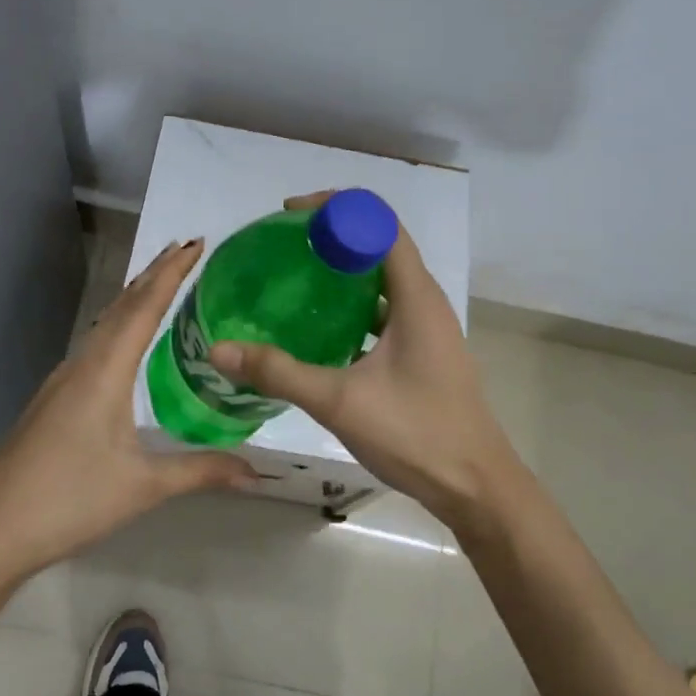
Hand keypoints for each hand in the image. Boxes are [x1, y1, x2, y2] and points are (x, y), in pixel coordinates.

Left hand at [0, 239, 256, 582]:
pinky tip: (126, 341)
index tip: (196, 243)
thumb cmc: (69, 500)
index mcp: (105, 371)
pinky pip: (95, 344)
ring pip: (105, 324)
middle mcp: (83, 363)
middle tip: (186, 250)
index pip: (144, 308)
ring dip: (134, 298)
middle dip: (154, 275)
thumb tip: (257, 471)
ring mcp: (63, 380)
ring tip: (161, 282)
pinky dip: (118, 325)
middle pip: (122, 306)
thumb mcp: (143, 486)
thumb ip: (202, 471)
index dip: (172, 273)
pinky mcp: (54, 399)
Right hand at [209, 193, 525, 530]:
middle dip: (332, 235)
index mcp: (416, 296)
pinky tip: (317, 328)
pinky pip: (383, 310)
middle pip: (379, 244)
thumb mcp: (341, 401)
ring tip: (293, 278)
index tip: (291, 216)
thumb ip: (279, 372)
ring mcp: (427, 328)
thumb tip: (220, 349)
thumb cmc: (416, 434)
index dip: (337, 207)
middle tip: (283, 246)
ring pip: (381, 280)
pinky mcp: (422, 352)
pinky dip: (351, 306)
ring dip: (342, 271)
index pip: (379, 222)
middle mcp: (425, 301)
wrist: (476, 488)